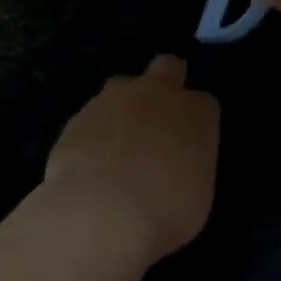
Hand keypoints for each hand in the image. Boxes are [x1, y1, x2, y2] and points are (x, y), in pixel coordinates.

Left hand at [45, 55, 219, 261]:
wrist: (101, 213)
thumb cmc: (167, 210)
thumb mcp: (198, 194)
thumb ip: (188, 166)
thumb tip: (175, 167)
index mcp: (196, 112)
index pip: (204, 102)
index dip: (196, 121)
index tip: (190, 144)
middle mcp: (157, 94)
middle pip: (168, 67)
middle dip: (166, 84)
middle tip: (158, 121)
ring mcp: (112, 100)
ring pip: (121, 89)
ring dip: (123, 109)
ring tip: (117, 151)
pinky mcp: (76, 118)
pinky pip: (90, 119)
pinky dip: (93, 135)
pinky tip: (89, 167)